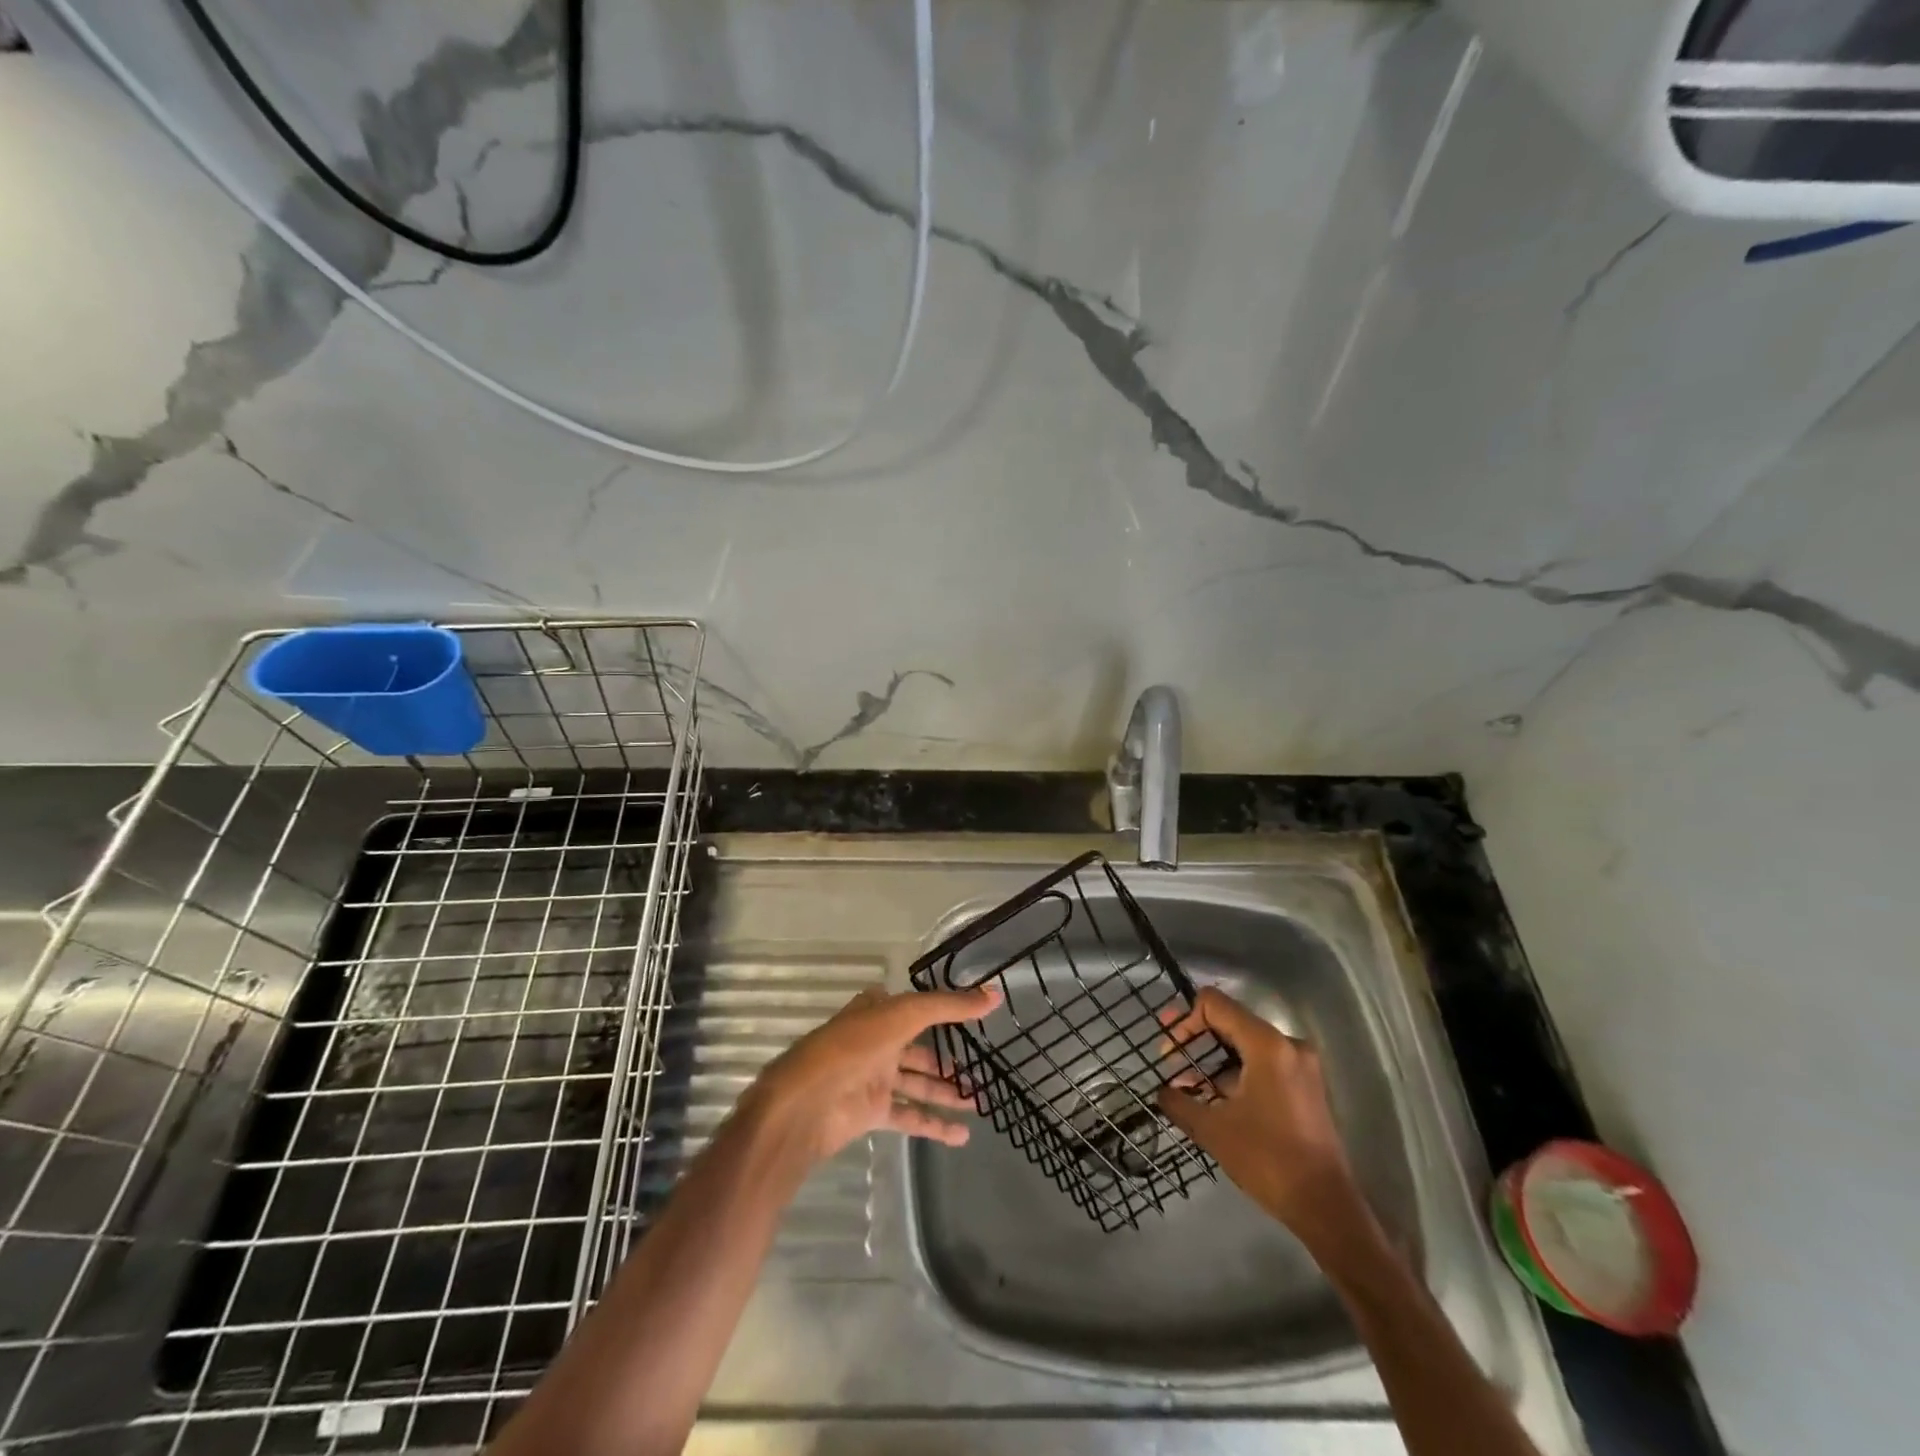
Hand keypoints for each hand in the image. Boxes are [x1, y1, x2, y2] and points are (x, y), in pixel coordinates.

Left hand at [743, 984, 999, 1163]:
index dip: (940, 1008)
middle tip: (982, 1069)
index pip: (914, 1005)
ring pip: (918, 1083)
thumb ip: (949, 1006)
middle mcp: (877, 1041)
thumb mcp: (904, 1015)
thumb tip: (994, 994)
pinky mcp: (873, 1111)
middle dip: (948, 1060)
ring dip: (946, 1092)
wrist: (806, 1103)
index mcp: (878, 1010)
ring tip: (979, 1101)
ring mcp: (874, 1077)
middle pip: (919, 1048)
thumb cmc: (852, 1047)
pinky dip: (934, 1125)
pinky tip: (961, 1135)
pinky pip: (910, 1116)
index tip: (970, 1013)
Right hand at [1157, 987, 1368, 1244]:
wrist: (1326, 1207)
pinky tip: (1214, 1097)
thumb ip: (1180, 1103)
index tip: (1169, 1049)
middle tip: (1169, 1058)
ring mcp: (1300, 1065)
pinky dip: (1235, 1073)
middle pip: (1231, 1021)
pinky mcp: (1305, 1086)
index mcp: (1266, 1045)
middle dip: (1196, 1039)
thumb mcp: (1213, 1130)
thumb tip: (1161, 1092)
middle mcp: (1287, 1044)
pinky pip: (1262, 1063)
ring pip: (1245, 1045)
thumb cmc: (1268, 1160)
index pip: (1215, 1004)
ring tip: (1187, 1084)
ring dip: (1213, 1060)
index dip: (1185, 1020)